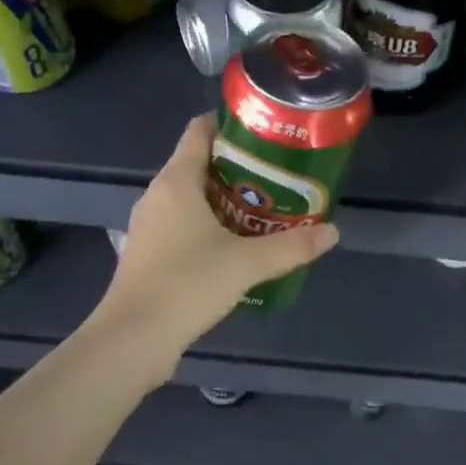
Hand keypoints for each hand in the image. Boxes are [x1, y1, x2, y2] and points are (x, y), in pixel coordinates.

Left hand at [88, 114, 338, 374]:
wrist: (133, 339)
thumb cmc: (187, 284)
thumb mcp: (247, 264)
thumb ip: (292, 246)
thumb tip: (332, 232)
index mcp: (176, 182)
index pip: (198, 132)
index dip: (229, 125)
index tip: (263, 132)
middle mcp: (157, 197)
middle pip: (198, 166)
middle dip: (237, 168)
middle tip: (278, 176)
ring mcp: (149, 227)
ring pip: (190, 200)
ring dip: (224, 201)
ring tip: (265, 210)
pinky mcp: (148, 255)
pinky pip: (183, 226)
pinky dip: (209, 227)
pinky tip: (235, 247)